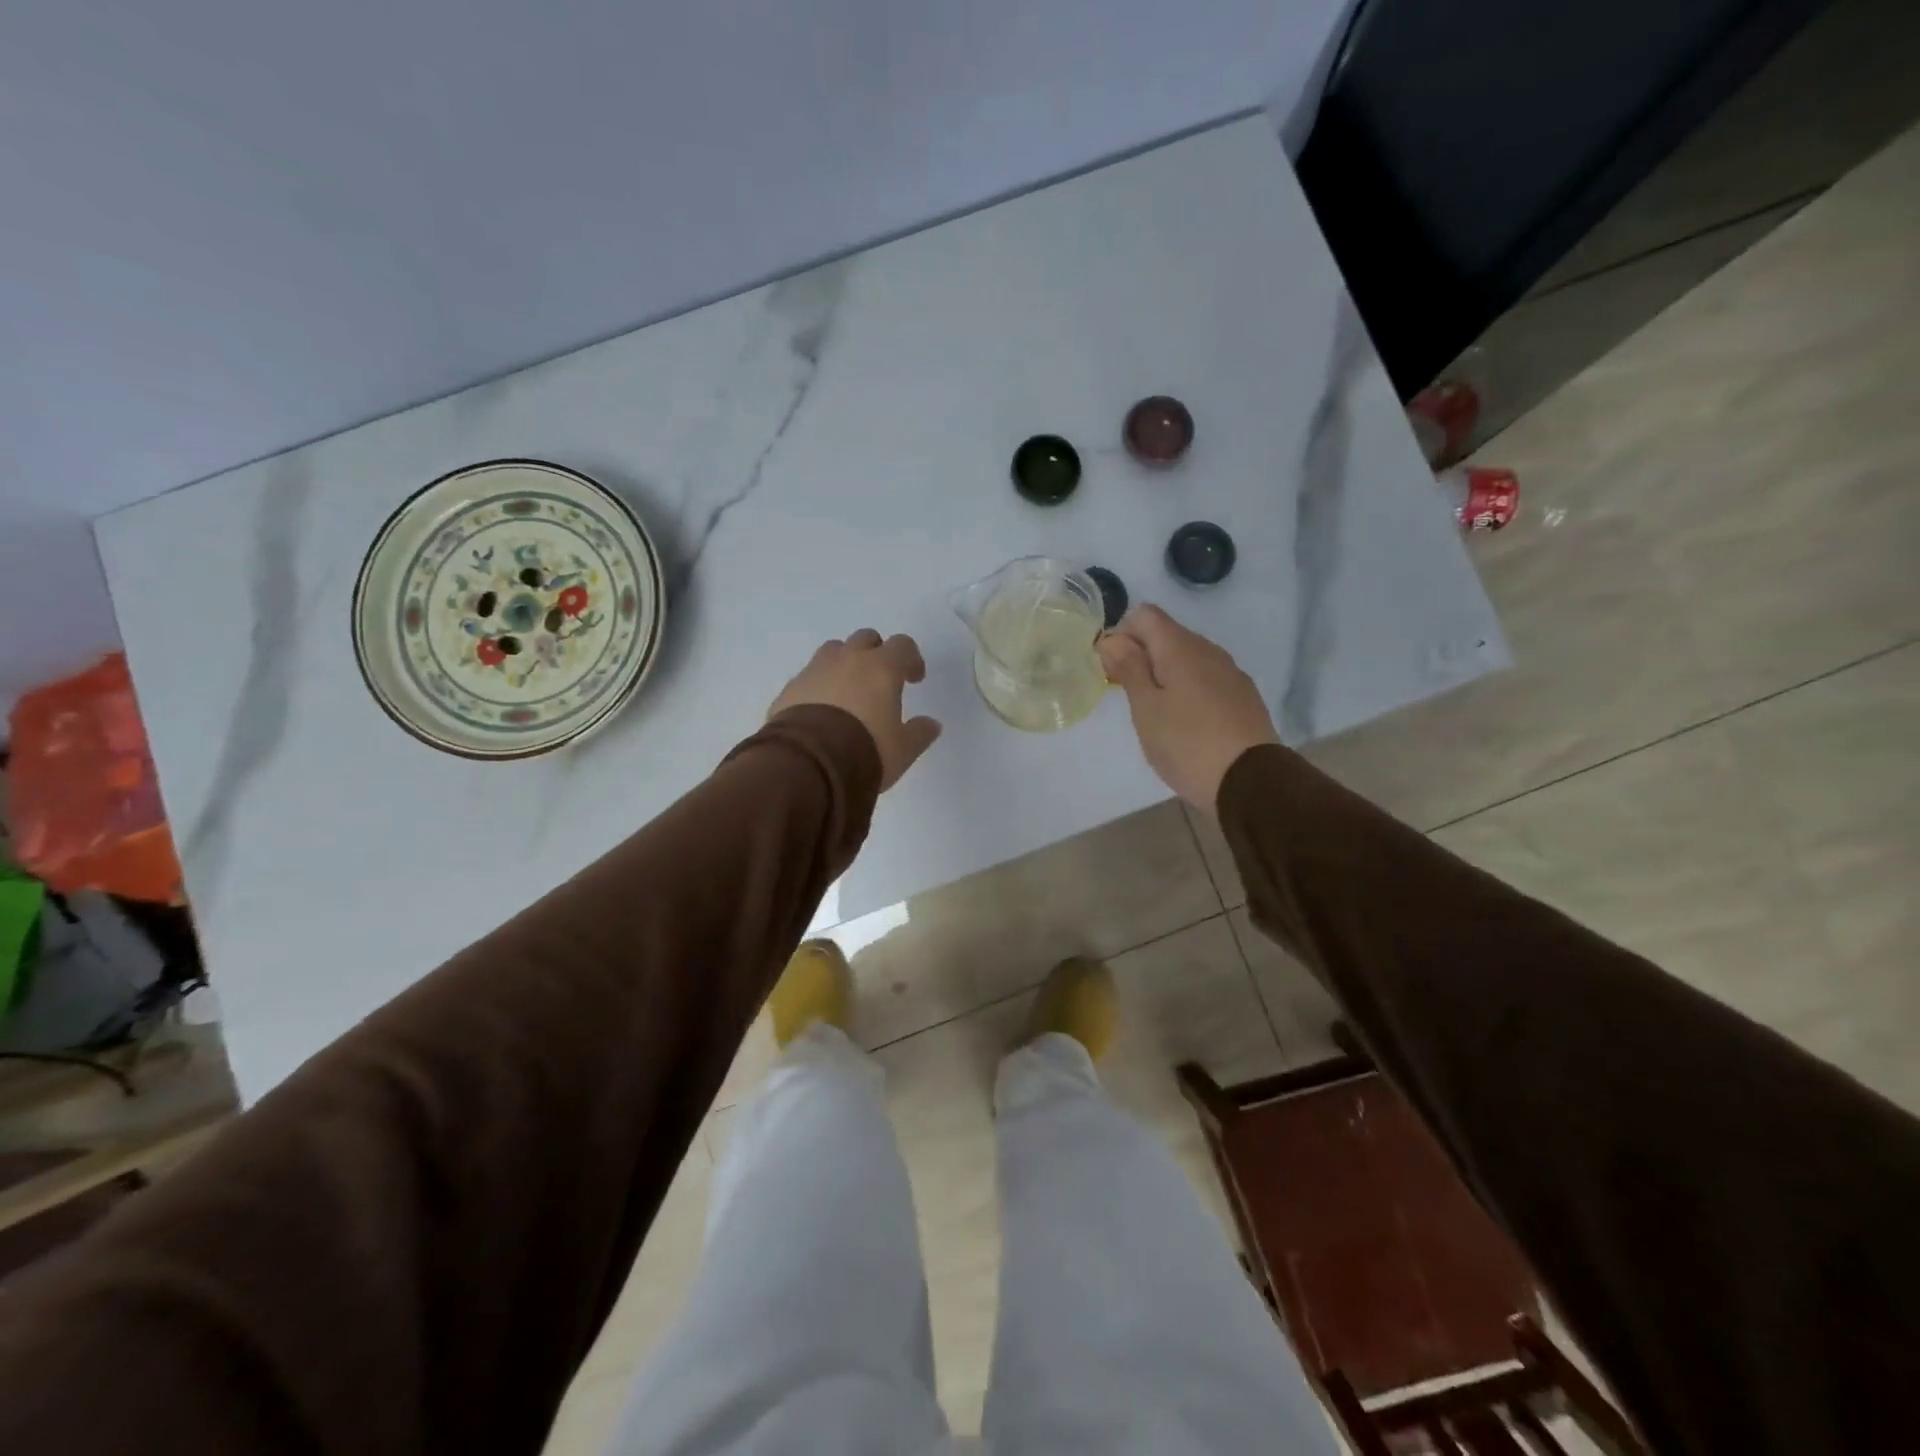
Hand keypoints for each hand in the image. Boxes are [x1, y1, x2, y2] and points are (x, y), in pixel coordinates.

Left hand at [769, 629, 942, 790]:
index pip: (902, 645)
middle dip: (876, 654)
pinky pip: (809, 676)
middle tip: (880, 680)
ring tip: (848, 691)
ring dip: (845, 663)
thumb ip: (919, 733)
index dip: (911, 659)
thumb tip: (932, 724)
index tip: (913, 680)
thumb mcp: (902, 749)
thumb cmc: (866, 751)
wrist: (808, 765)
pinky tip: (821, 710)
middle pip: (866, 639)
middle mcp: (848, 660)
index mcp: (881, 668)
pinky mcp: (790, 688)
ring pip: (833, 651)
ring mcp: (815, 670)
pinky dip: (819, 685)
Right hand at [1097, 605, 1279, 812]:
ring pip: (1188, 658)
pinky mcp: (1244, 696)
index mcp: (1180, 647)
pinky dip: (1189, 689)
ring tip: (1156, 713)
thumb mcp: (1146, 709)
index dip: (1121, 634)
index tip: (1112, 670)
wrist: (1251, 782)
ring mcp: (1231, 673)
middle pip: (1167, 635)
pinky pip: (1207, 679)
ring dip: (1166, 674)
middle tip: (1129, 696)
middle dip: (1142, 655)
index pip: (1144, 615)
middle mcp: (1209, 650)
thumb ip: (1129, 668)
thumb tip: (1112, 639)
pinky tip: (1186, 723)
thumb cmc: (1187, 744)